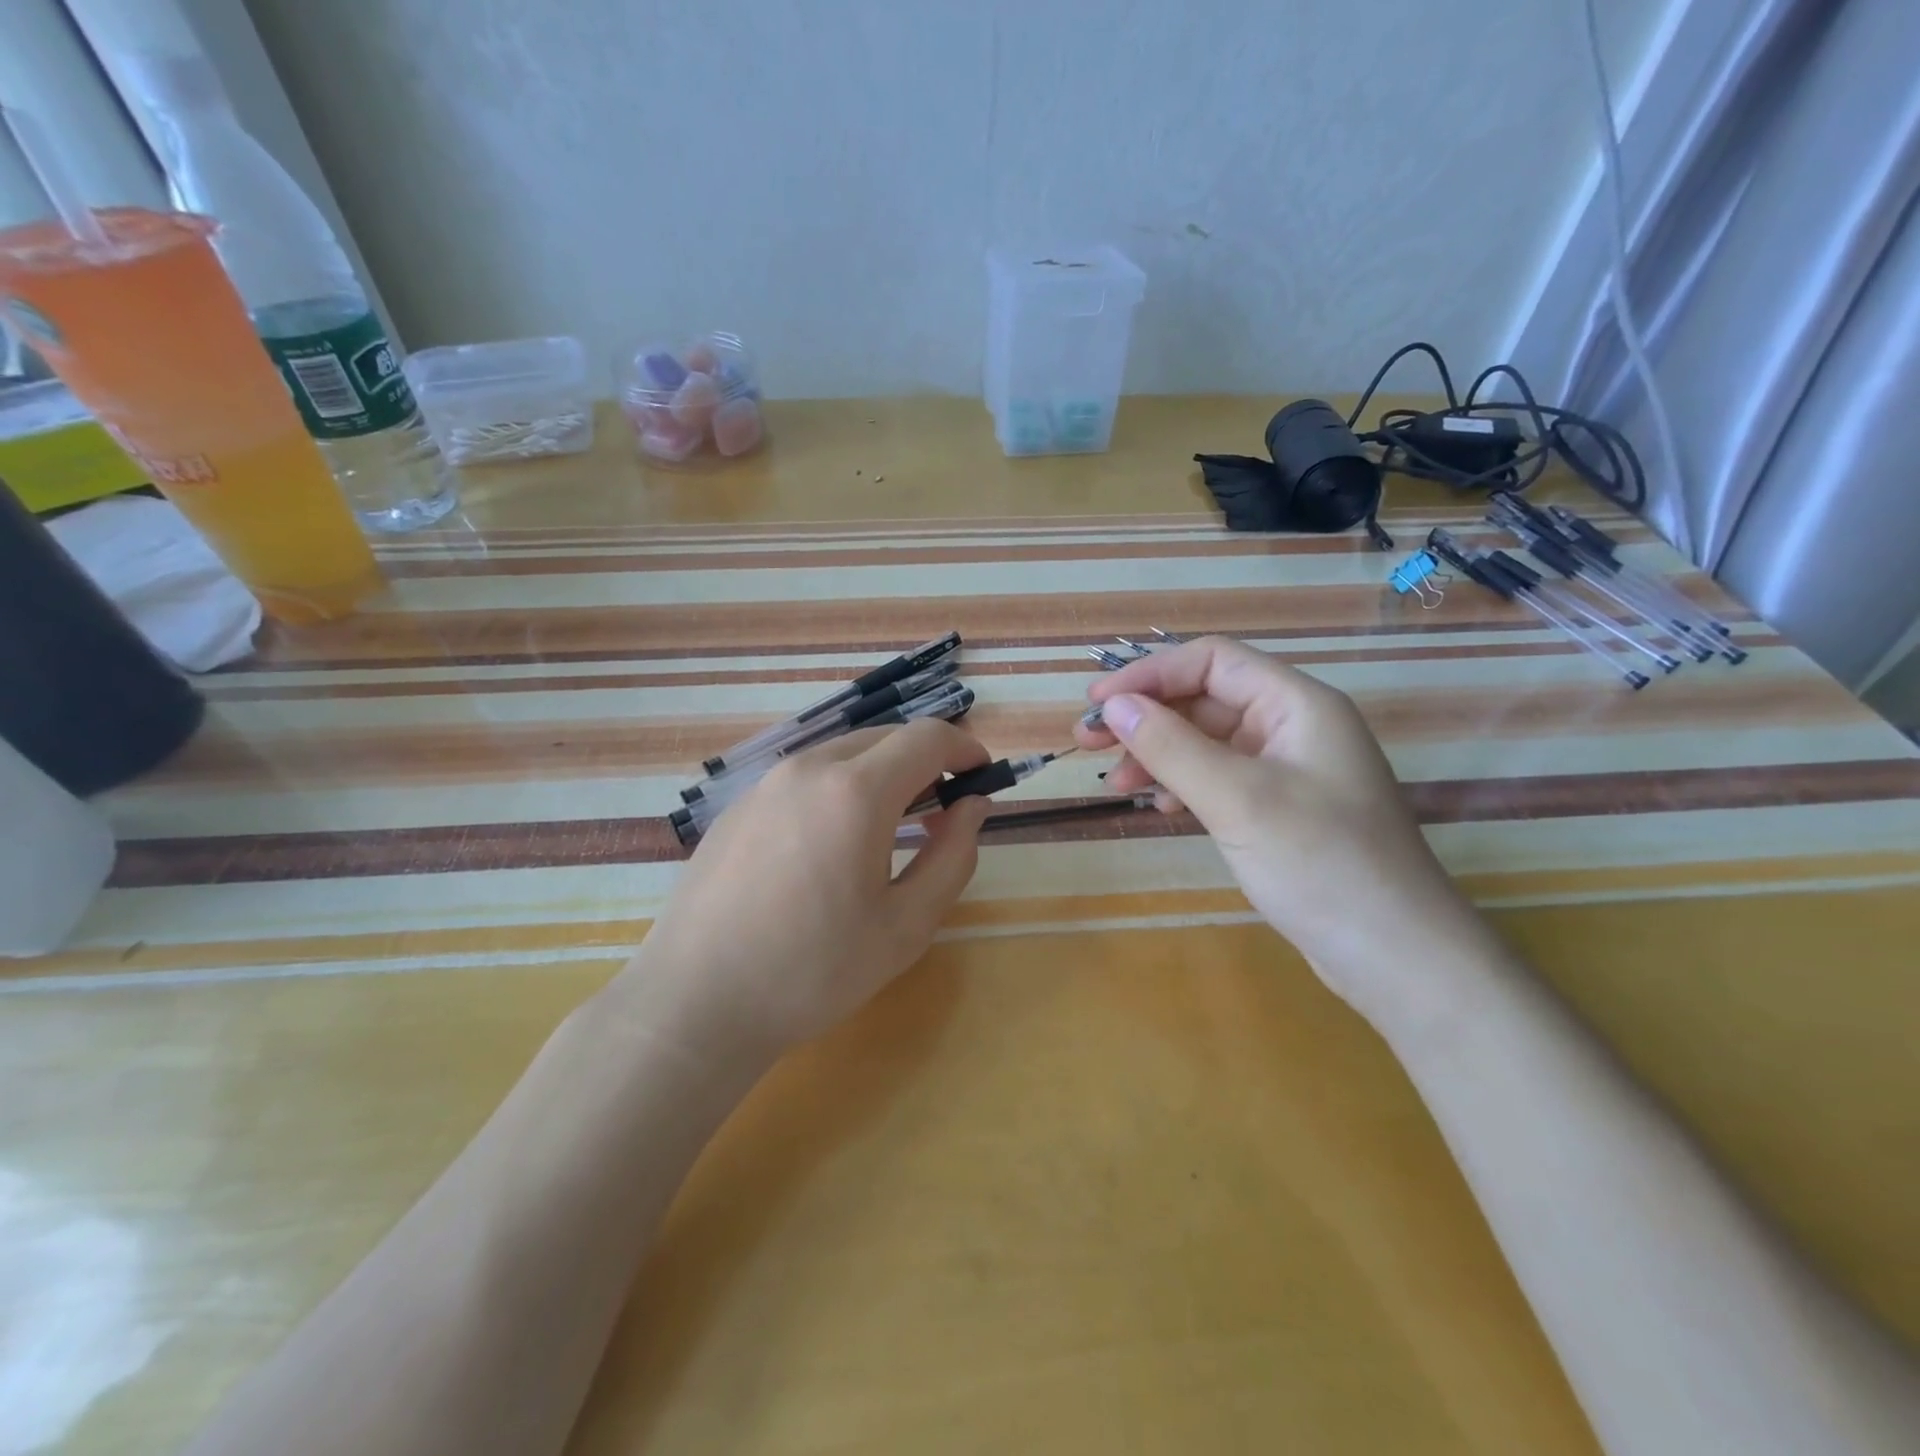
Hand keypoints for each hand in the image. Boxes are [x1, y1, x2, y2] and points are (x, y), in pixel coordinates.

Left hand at [619, 720, 991, 1062]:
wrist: (695, 1003)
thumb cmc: (812, 971)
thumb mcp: (905, 926)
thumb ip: (953, 856)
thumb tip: (972, 806)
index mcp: (855, 791)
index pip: (927, 737)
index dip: (965, 748)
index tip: (981, 777)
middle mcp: (808, 769)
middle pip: (885, 738)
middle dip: (925, 761)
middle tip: (941, 812)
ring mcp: (765, 783)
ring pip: (842, 754)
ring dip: (881, 774)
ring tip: (888, 830)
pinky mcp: (738, 806)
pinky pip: (804, 777)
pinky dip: (838, 788)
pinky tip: (830, 845)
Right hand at [1076, 637, 1490, 1025]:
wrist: (1398, 957)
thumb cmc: (1322, 864)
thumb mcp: (1238, 800)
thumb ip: (1172, 747)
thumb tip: (1113, 706)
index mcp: (1297, 705)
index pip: (1211, 661)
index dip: (1150, 674)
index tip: (1097, 704)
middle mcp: (1292, 726)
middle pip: (1205, 699)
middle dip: (1146, 716)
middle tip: (1088, 742)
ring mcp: (1287, 770)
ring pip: (1207, 742)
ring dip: (1158, 753)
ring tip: (1114, 782)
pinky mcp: (1279, 810)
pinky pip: (1219, 778)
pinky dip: (1182, 784)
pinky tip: (1158, 807)